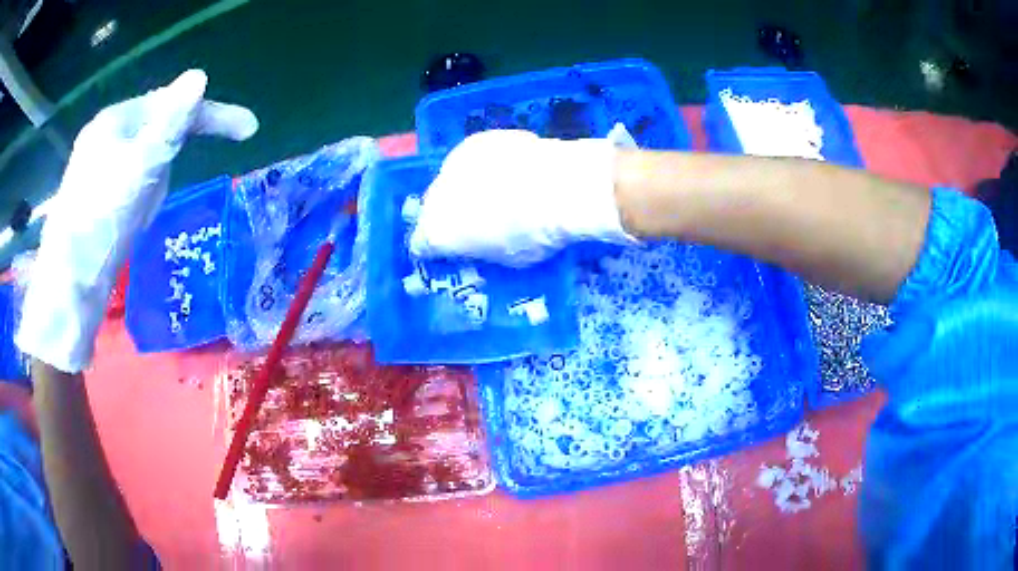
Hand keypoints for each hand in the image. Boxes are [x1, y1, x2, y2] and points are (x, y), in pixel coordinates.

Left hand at [16, 70, 257, 372]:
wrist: (70, 287)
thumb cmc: (102, 222)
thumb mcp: (140, 166)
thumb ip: (169, 122)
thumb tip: (199, 78)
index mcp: (115, 121)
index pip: (171, 103)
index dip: (211, 113)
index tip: (249, 130)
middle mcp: (106, 138)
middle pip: (158, 126)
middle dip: (184, 139)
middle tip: (213, 153)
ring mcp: (100, 168)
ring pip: (146, 154)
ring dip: (164, 167)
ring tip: (158, 197)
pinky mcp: (99, 199)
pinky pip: (135, 179)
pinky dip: (148, 188)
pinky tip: (141, 210)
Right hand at [409, 129, 635, 266]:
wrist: (560, 187)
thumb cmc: (535, 236)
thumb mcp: (506, 259)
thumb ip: (482, 249)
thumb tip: (480, 242)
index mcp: (437, 232)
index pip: (422, 244)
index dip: (437, 248)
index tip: (453, 249)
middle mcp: (435, 196)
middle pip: (433, 207)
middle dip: (450, 214)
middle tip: (476, 221)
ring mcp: (453, 164)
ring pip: (451, 179)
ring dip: (466, 186)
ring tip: (497, 191)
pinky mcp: (475, 141)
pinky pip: (473, 158)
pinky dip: (485, 165)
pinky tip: (510, 168)